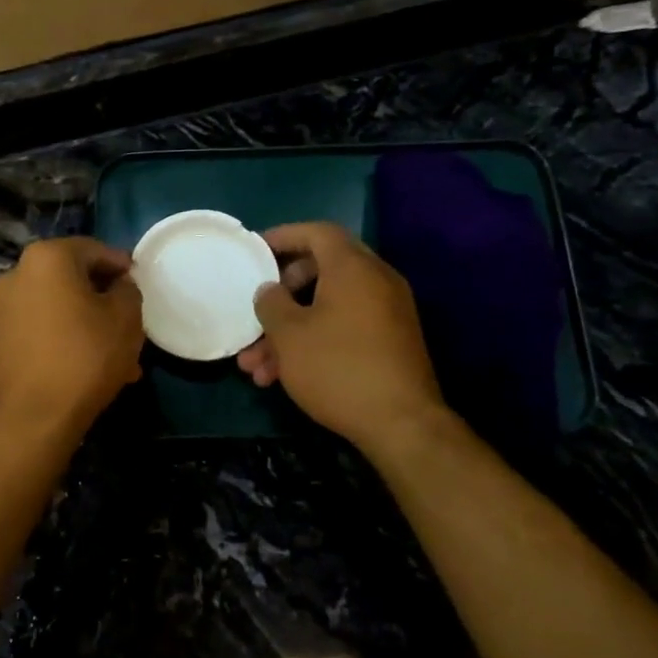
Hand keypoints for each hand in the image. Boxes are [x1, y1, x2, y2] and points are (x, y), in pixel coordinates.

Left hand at [0, 236, 144, 439]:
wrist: (33, 416)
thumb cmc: (85, 356)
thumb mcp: (125, 318)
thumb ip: (127, 289)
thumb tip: (118, 285)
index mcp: (47, 257)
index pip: (94, 250)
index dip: (121, 266)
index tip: (139, 285)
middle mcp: (17, 273)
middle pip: (72, 277)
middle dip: (103, 299)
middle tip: (130, 322)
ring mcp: (2, 306)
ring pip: (58, 306)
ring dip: (87, 322)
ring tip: (117, 355)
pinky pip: (42, 327)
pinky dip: (65, 337)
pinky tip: (89, 366)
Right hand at [236, 223, 447, 457]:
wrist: (402, 425)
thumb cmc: (338, 368)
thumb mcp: (290, 334)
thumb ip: (271, 303)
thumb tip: (269, 290)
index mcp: (353, 268)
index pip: (317, 232)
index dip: (283, 236)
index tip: (254, 252)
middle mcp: (375, 281)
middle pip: (321, 270)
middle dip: (281, 295)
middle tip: (257, 312)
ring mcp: (386, 313)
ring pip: (327, 308)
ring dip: (290, 331)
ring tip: (256, 367)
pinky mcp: (389, 343)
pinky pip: (344, 328)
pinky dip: (314, 342)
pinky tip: (282, 378)